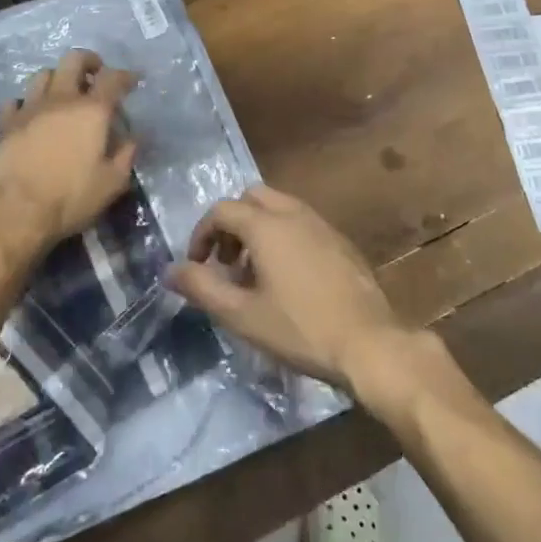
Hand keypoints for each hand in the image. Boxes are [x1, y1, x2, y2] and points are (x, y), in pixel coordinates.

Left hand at [0, 49, 137, 253]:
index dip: (126, 76)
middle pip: (74, 60)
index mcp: (92, 110)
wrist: (15, 210)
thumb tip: (133, 137)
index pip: (113, 78)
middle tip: (95, 74)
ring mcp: (30, 108)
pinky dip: (25, 103)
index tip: (133, 80)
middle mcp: (61, 99)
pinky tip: (30, 114)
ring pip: (43, 74)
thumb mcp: (112, 182)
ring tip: (63, 92)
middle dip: (89, 61)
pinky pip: (15, 101)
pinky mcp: (5, 123)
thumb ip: (126, 154)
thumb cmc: (70, 197)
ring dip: (57, 78)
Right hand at [168, 184, 411, 392]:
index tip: (197, 265)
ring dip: (258, 230)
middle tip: (226, 263)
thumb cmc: (300, 328)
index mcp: (266, 225)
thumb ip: (202, 288)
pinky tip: (288, 279)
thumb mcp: (242, 315)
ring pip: (279, 209)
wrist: (369, 343)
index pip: (222, 210)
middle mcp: (294, 213)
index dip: (201, 234)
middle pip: (252, 199)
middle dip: (231, 224)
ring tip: (254, 274)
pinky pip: (302, 224)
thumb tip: (170, 271)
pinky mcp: (341, 242)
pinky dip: (283, 237)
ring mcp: (322, 224)